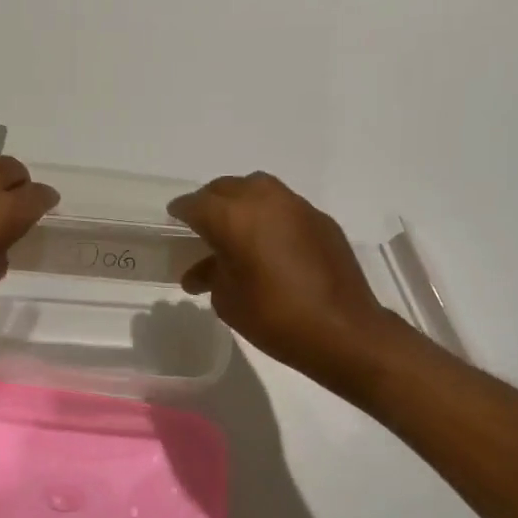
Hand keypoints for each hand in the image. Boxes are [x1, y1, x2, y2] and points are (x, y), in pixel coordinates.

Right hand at [169, 172, 395, 388]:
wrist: (342, 330)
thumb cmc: (274, 318)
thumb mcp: (228, 301)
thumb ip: (211, 276)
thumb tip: (200, 273)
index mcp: (233, 218)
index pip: (196, 204)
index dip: (181, 211)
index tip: (174, 218)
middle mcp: (264, 200)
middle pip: (227, 188)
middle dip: (210, 202)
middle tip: (202, 223)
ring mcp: (297, 206)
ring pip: (259, 189)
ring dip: (242, 202)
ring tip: (236, 227)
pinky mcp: (320, 220)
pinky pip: (285, 206)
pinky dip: (270, 216)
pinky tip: (270, 242)